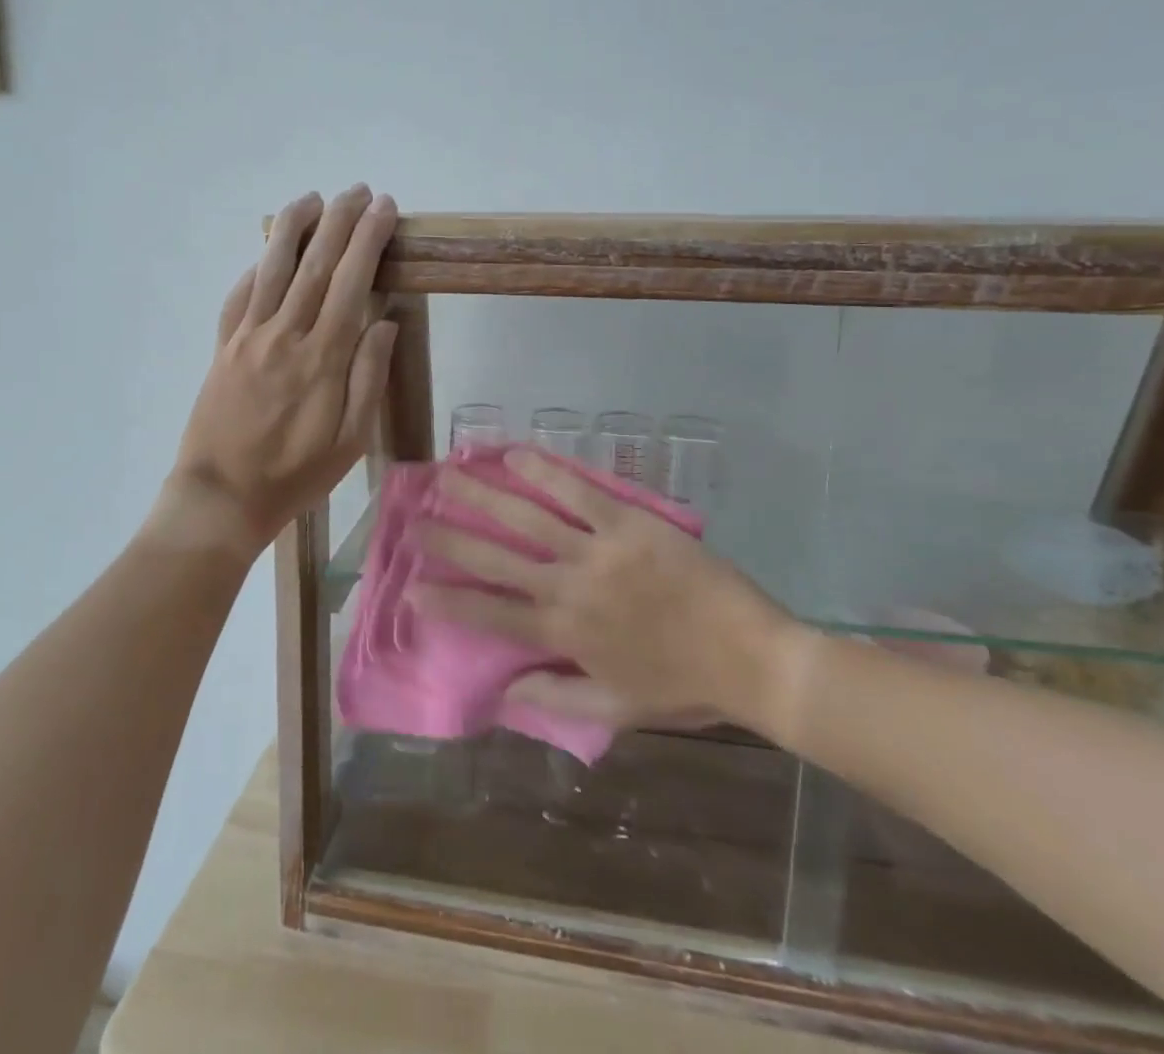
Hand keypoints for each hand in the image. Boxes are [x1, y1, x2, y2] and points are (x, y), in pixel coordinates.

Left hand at [169, 185, 399, 550]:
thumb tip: (385, 321)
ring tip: (312, 198)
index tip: (384, 209)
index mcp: (323, 357)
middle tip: (358, 190)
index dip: (368, 240)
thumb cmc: (296, 475)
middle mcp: (285, 335)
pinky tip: (267, 254)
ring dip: (293, 228)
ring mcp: (249, 337)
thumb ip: (368, 376)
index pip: (352, 282)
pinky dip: (256, 268)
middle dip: (339, 221)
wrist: (222, 497)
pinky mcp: (223, 347)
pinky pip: (240, 296)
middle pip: (316, 264)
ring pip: (273, 268)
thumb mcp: (351, 440)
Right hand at [411, 451, 814, 738]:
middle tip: (416, 520)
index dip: (448, 602)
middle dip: (450, 539)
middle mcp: (569, 587)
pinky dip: (544, 472)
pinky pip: (578, 492)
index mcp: (564, 634)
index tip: (412, 589)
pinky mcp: (628, 523)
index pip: (490, 615)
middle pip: (496, 558)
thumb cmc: (683, 687)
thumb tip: (503, 689)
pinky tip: (516, 454)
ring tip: (450, 474)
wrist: (751, 658)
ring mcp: (597, 551)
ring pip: (527, 518)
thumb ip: (556, 698)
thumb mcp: (617, 709)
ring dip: (484, 495)